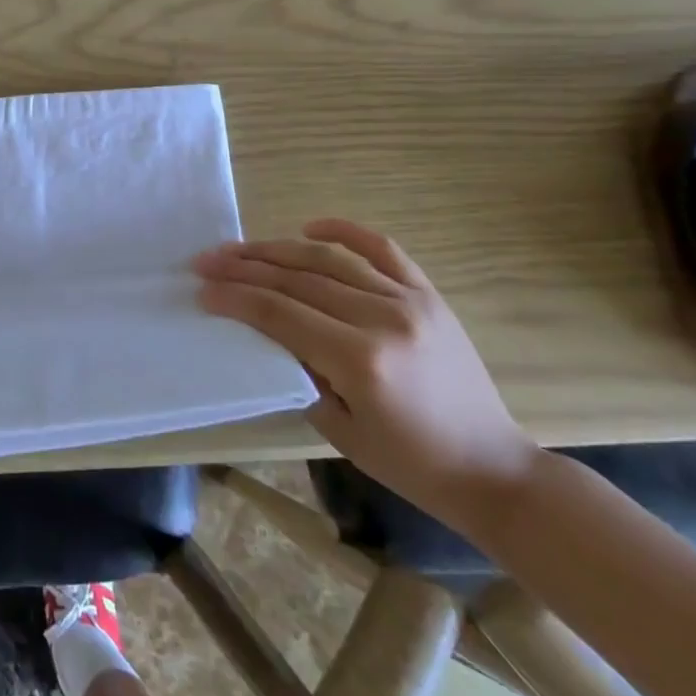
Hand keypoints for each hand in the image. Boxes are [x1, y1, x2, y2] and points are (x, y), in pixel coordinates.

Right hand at [193, 218, 539, 536]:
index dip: (235, 298)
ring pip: (329, 258)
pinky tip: (309, 226)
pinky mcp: (428, 294)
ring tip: (240, 248)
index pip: (280, 314)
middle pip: (297, 280)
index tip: (202, 290)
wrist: (493, 469)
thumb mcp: (339, 428)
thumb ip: (298, 371)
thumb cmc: (410, 463)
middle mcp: (383, 318)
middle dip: (244, 268)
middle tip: (206, 261)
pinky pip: (382, 248)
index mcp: (360, 360)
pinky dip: (343, 230)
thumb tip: (264, 329)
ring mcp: (409, 300)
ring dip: (277, 249)